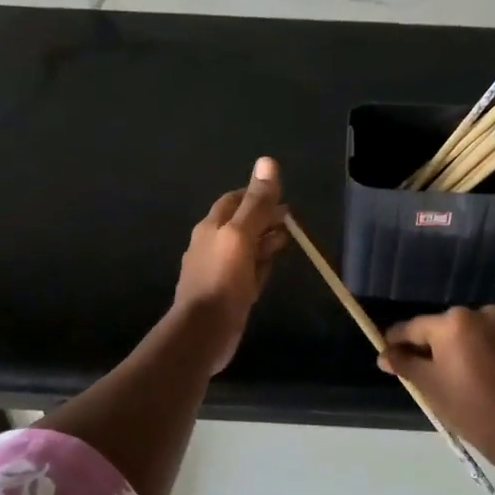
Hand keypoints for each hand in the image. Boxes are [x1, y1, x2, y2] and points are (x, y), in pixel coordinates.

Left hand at [173, 157, 286, 374]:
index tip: (280, 197)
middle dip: (264, 220)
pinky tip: (269, 271)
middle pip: (241, 225)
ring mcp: (219, 271)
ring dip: (264, 243)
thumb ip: (256, 203)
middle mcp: (212, 245)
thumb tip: (267, 162)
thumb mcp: (241, 236)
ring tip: (286, 242)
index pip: (234, 201)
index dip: (256, 195)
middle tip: (290, 222)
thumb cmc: (221, 280)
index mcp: (211, 227)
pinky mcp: (227, 294)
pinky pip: (246, 274)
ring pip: (245, 250)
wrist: (203, 332)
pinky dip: (259, 268)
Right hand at [378, 305, 494, 467]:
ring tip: (433, 377)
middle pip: (436, 328)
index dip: (395, 342)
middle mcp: (476, 313)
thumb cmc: (469, 408)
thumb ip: (403, 364)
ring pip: (458, 334)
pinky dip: (464, 352)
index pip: (412, 328)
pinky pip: (477, 340)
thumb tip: (384, 355)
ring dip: (444, 350)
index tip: (384, 357)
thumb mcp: (429, 385)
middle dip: (422, 347)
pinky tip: (458, 375)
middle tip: (409, 373)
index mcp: (452, 322)